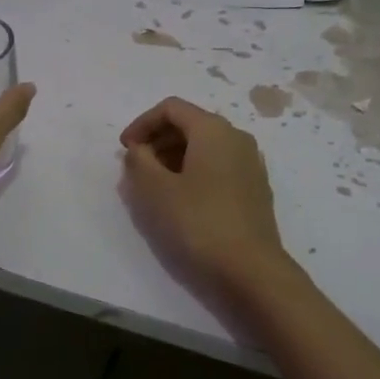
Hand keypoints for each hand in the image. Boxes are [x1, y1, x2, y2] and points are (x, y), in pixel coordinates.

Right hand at [119, 97, 292, 297]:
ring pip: (205, 148)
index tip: (124, 150)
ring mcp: (250, 164)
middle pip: (190, 124)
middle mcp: (237, 138)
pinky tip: (182, 201)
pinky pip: (218, 168)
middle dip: (158, 141)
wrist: (250, 271)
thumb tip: (140, 149)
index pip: (171, 108)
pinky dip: (194, 173)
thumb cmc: (198, 223)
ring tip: (154, 187)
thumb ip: (139, 161)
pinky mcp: (255, 190)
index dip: (142, 123)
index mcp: (213, 129)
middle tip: (136, 169)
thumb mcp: (155, 190)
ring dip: (174, 159)